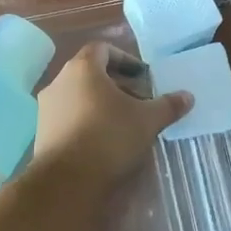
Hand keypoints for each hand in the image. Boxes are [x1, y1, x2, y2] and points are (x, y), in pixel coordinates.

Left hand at [35, 42, 192, 189]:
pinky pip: (68, 116)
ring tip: (122, 123)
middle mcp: (60, 81)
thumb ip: (167, 105)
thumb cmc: (108, 137)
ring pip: (78, 95)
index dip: (124, 59)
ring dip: (100, 103)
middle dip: (116, 84)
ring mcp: (47, 107)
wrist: (65, 181)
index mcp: (83, 68)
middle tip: (138, 101)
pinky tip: (102, 141)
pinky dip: (85, 121)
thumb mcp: (146, 120)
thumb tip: (188, 96)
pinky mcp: (41, 132)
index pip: (103, 49)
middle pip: (90, 72)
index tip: (141, 76)